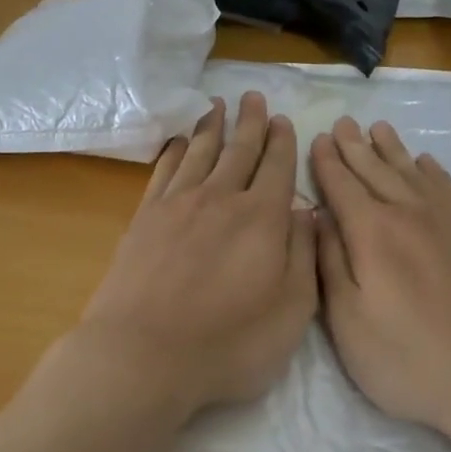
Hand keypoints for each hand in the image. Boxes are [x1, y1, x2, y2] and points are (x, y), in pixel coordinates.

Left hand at [71, 92, 317, 418]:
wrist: (144, 355)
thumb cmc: (229, 342)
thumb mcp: (291, 310)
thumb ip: (304, 255)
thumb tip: (307, 212)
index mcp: (262, 218)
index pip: (277, 167)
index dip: (281, 141)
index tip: (281, 120)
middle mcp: (221, 198)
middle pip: (239, 150)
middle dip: (250, 121)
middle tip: (252, 96)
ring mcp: (178, 205)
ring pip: (201, 152)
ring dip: (212, 126)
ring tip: (218, 105)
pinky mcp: (145, 218)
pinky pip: (165, 171)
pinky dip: (175, 151)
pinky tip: (179, 142)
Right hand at [310, 117, 450, 433]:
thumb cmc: (411, 361)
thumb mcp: (349, 323)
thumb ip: (330, 262)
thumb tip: (317, 216)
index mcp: (373, 233)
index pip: (342, 185)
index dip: (328, 161)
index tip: (320, 138)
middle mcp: (411, 214)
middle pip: (377, 171)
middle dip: (356, 147)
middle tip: (344, 123)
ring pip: (414, 173)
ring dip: (393, 150)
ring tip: (379, 129)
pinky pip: (450, 188)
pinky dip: (433, 172)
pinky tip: (427, 164)